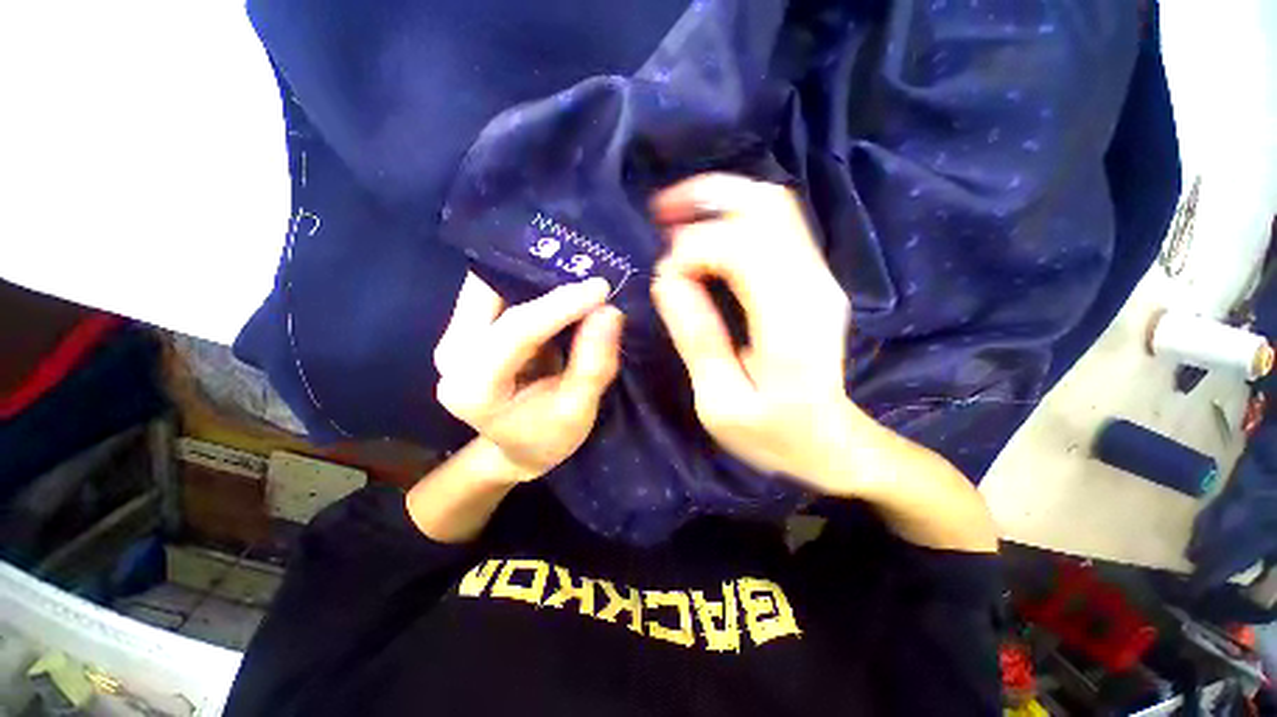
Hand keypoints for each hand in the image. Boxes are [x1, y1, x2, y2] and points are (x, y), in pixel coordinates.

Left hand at [434, 273, 623, 480]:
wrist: (518, 447)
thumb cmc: (549, 436)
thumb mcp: (578, 410)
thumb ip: (593, 363)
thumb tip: (609, 311)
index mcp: (474, 388)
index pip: (516, 331)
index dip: (560, 306)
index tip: (600, 289)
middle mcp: (452, 357)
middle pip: (489, 295)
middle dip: (537, 280)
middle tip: (584, 276)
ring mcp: (454, 339)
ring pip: (488, 285)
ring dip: (531, 277)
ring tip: (574, 278)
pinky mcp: (466, 329)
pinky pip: (495, 291)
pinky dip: (527, 284)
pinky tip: (556, 288)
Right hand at [650, 173, 858, 491]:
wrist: (832, 443)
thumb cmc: (774, 434)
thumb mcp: (721, 402)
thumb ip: (697, 338)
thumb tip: (667, 281)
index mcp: (789, 320)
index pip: (740, 247)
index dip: (691, 250)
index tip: (664, 279)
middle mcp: (813, 284)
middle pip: (766, 206)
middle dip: (706, 198)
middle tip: (660, 212)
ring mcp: (819, 277)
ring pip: (774, 206)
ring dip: (720, 201)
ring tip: (676, 216)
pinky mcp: (813, 279)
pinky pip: (776, 226)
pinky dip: (735, 217)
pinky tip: (705, 235)